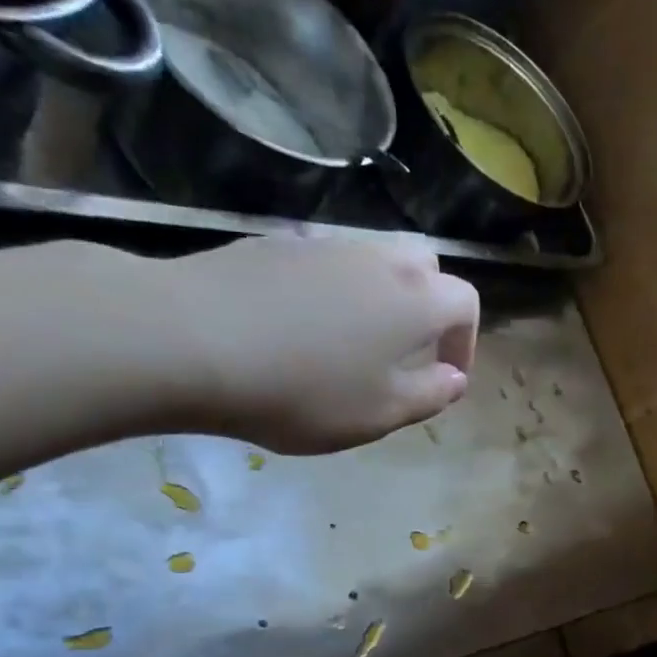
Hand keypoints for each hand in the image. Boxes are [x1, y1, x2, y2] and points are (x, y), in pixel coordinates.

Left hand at [143, 234, 479, 454]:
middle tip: (407, 350)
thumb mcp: (378, 414)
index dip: (464, 340)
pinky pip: (325, 259)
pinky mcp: (276, 241)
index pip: (466, 302)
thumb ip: (429, 396)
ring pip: (374, 257)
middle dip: (429, 304)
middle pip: (425, 265)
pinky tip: (299, 323)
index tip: (445, 375)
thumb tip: (453, 378)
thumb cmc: (302, 391)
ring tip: (353, 339)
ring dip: (381, 294)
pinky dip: (332, 286)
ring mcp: (325, 243)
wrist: (191, 340)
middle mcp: (379, 258)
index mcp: (416, 300)